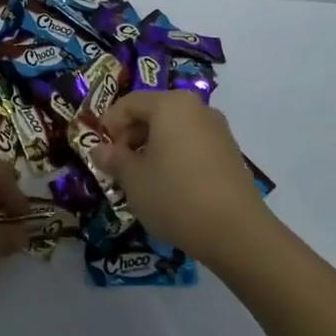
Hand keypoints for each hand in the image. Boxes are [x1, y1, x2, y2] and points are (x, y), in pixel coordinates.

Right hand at [91, 91, 274, 264]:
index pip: (129, 103)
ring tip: (141, 178)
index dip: (109, 124)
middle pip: (153, 112)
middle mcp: (197, 109)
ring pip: (173, 129)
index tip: (100, 151)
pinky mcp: (230, 153)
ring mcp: (218, 130)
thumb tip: (99, 150)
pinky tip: (168, 185)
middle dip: (130, 136)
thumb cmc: (175, 196)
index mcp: (171, 105)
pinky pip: (192, 144)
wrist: (236, 232)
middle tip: (118, 165)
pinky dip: (174, 156)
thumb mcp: (133, 179)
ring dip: (151, 147)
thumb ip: (113, 159)